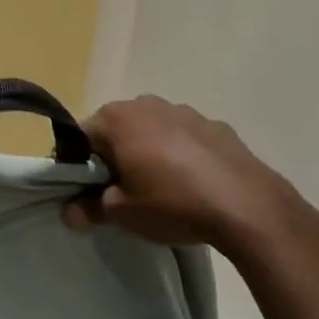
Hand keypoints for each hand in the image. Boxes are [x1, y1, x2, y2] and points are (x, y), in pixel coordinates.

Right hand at [65, 96, 318, 268]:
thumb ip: (89, 208)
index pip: (81, 137)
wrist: (247, 207)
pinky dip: (181, 155)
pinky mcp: (216, 125)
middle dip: (115, 156)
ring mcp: (185, 111)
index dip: (80, 166)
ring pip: (152, 131)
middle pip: (117, 130)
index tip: (89, 191)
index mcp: (116, 118)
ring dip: (148, 152)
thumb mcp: (121, 213)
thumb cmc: (171, 202)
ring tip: (161, 189)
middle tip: (123, 191)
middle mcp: (147, 104)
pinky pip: (184, 138)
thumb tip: (71, 212)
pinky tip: (193, 184)